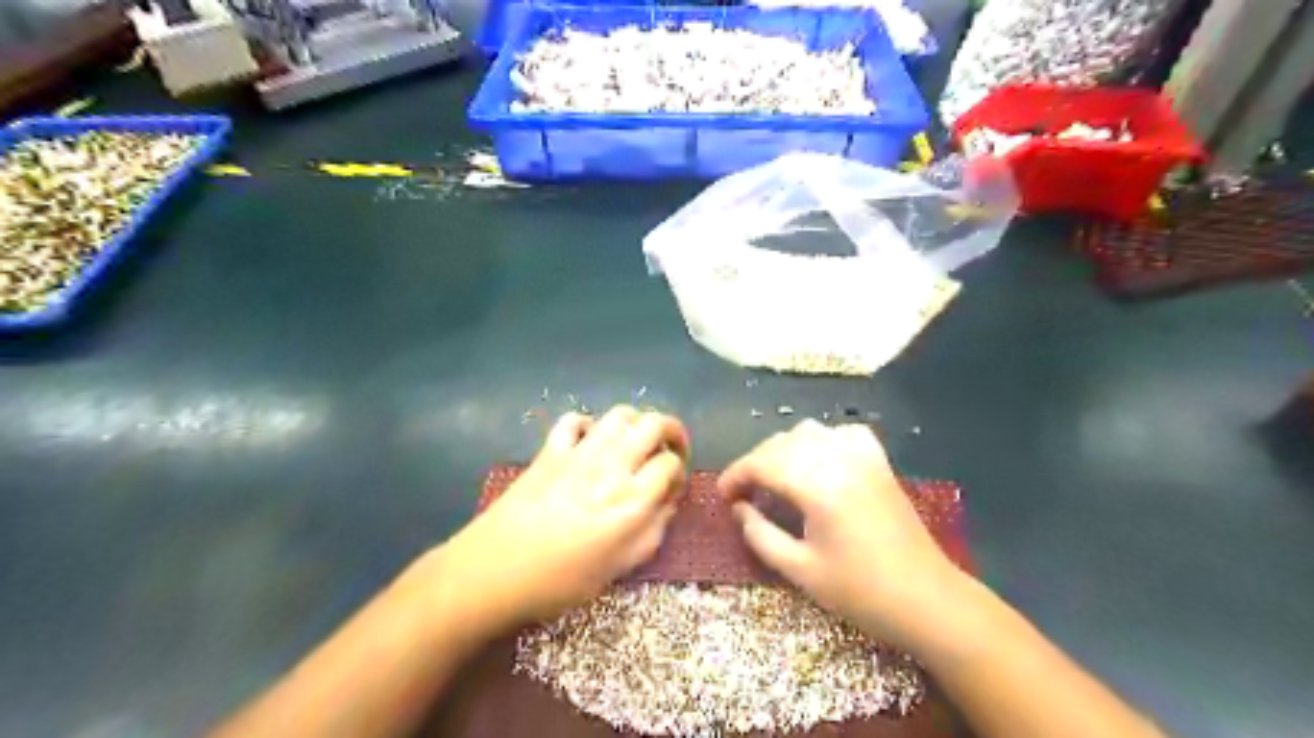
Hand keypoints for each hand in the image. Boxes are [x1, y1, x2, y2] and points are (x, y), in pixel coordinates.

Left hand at [438, 408, 691, 631]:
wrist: (492, 572)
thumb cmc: (561, 581)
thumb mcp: (619, 567)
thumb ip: (652, 530)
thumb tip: (666, 502)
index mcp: (632, 499)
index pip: (671, 464)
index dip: (679, 473)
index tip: (673, 488)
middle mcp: (611, 466)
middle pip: (654, 424)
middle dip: (672, 432)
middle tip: (671, 450)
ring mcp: (578, 453)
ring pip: (620, 414)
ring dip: (637, 423)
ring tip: (636, 443)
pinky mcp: (550, 450)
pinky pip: (575, 420)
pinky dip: (590, 425)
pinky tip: (590, 443)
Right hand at [718, 421, 962, 651]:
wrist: (927, 599)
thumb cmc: (861, 592)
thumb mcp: (800, 570)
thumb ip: (760, 535)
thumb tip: (739, 509)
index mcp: (818, 485)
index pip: (762, 463)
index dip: (735, 475)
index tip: (722, 495)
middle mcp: (838, 459)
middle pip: (781, 443)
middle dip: (755, 463)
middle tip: (743, 494)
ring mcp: (863, 456)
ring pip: (808, 431)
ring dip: (783, 449)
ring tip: (774, 478)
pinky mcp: (879, 462)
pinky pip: (842, 433)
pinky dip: (822, 440)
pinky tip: (818, 461)